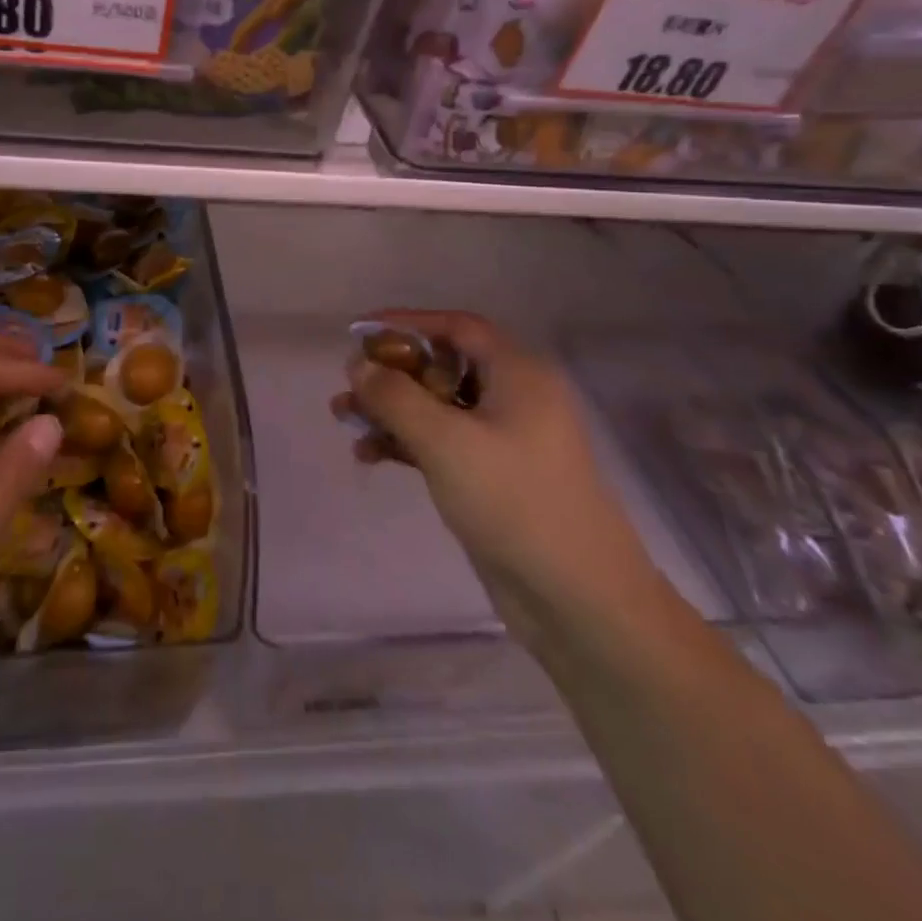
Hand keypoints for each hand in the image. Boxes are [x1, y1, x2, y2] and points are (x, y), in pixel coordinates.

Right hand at [337, 311, 666, 649]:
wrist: (577, 598)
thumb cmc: (513, 501)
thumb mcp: (445, 441)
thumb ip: (395, 397)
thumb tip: (358, 362)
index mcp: (518, 374)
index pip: (457, 327)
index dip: (408, 323)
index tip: (361, 332)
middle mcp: (515, 397)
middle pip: (443, 365)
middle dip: (392, 373)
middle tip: (349, 384)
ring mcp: (505, 439)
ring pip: (438, 406)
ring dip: (392, 409)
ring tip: (344, 418)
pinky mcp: (493, 475)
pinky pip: (443, 442)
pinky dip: (407, 442)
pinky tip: (369, 455)